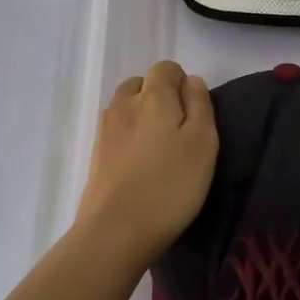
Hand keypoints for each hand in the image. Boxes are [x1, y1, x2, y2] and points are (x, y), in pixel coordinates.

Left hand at [74, 60, 218, 267]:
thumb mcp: (203, 142)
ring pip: (126, 108)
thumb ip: (200, 105)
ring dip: (142, 118)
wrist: (116, 231)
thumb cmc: (170, 185)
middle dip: (160, 98)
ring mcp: (104, 130)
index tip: (195, 115)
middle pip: (141, 85)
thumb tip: (192, 81)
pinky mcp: (96, 155)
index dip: (183, 84)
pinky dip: (129, 139)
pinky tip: (141, 166)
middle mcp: (123, 104)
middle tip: (179, 132)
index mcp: (152, 95)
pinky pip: (116, 132)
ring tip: (159, 150)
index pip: (165, 68)